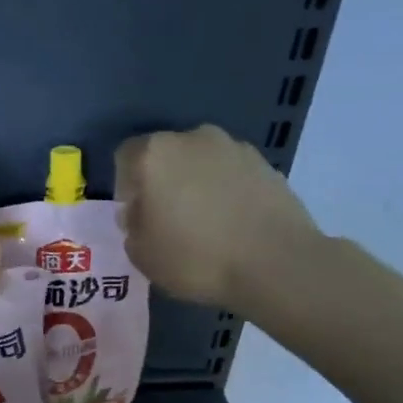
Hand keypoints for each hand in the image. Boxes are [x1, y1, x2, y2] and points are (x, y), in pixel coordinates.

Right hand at [114, 125, 324, 316]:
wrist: (276, 263)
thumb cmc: (196, 257)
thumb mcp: (142, 255)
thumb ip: (132, 227)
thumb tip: (140, 213)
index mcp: (155, 154)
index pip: (125, 158)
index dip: (126, 188)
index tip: (136, 217)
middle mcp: (193, 138)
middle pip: (166, 156)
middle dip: (162, 183)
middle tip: (168, 220)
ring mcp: (234, 148)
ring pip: (201, 163)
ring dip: (197, 185)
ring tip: (205, 224)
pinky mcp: (266, 164)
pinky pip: (232, 175)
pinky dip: (227, 192)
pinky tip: (233, 224)